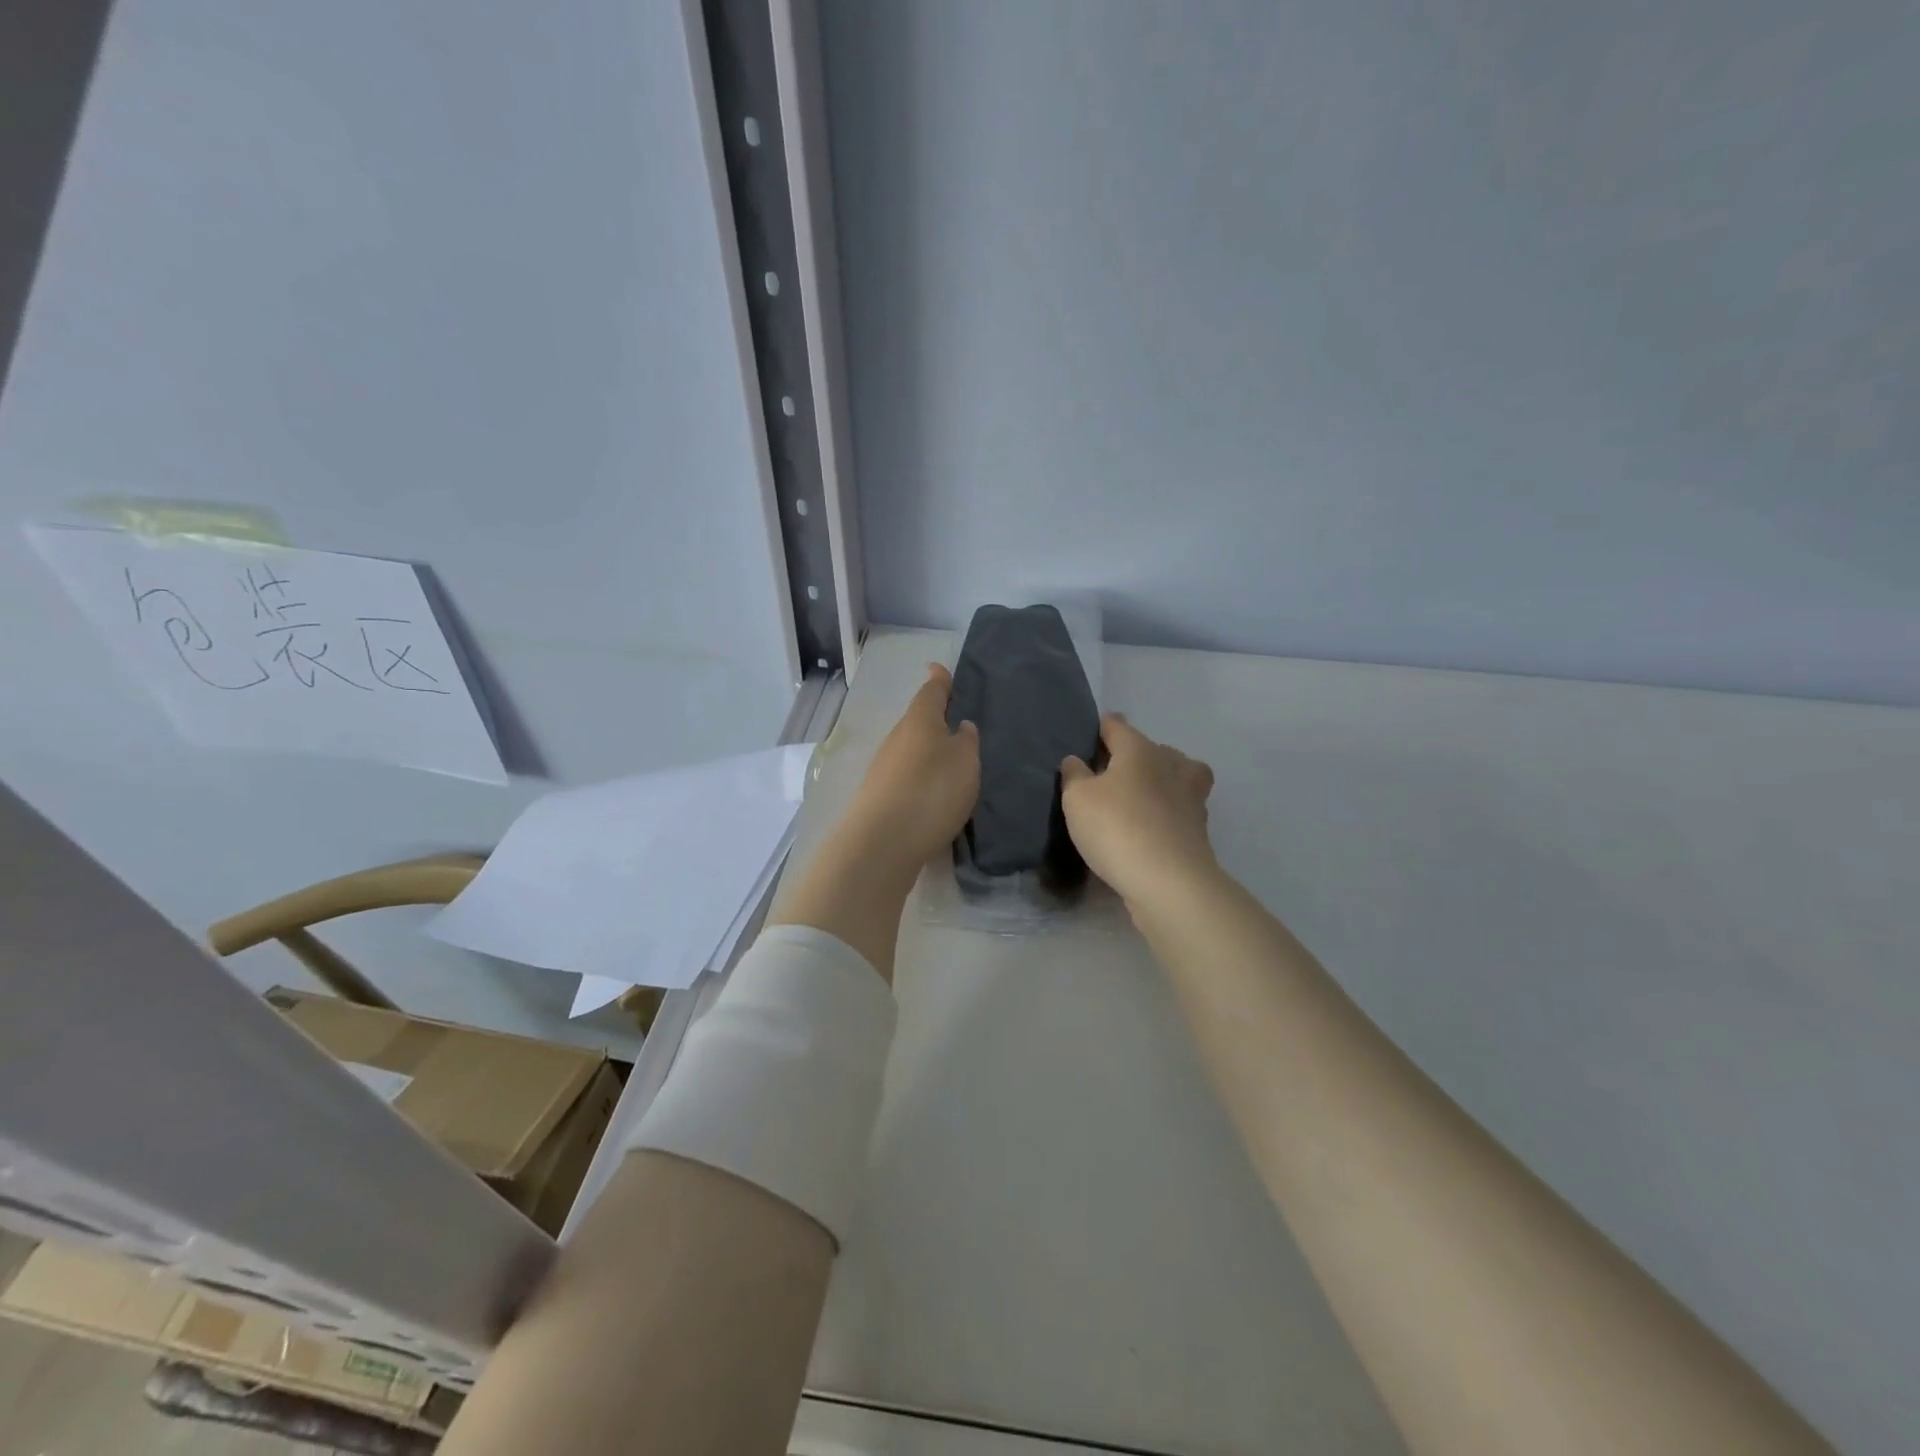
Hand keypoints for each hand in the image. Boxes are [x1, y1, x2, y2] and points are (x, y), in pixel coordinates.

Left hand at [841, 662, 980, 868]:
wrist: (883, 841)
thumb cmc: (932, 790)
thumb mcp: (965, 762)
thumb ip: (967, 742)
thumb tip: (960, 727)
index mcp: (919, 721)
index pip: (931, 692)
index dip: (938, 680)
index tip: (938, 668)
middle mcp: (897, 738)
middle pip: (918, 722)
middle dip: (935, 722)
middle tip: (957, 725)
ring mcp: (884, 768)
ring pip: (911, 752)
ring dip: (928, 754)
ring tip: (952, 766)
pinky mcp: (880, 797)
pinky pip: (907, 778)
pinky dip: (921, 780)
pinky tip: (934, 795)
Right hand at [1061, 713, 1215, 906]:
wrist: (1169, 881)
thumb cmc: (1117, 827)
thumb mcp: (1077, 799)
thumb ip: (1074, 775)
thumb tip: (1077, 761)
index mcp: (1140, 750)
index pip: (1118, 727)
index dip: (1105, 727)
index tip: (1095, 732)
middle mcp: (1171, 765)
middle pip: (1153, 750)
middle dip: (1136, 756)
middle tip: (1112, 773)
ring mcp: (1190, 798)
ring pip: (1175, 777)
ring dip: (1159, 783)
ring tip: (1137, 798)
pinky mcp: (1198, 830)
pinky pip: (1178, 811)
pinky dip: (1167, 814)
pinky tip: (1150, 827)